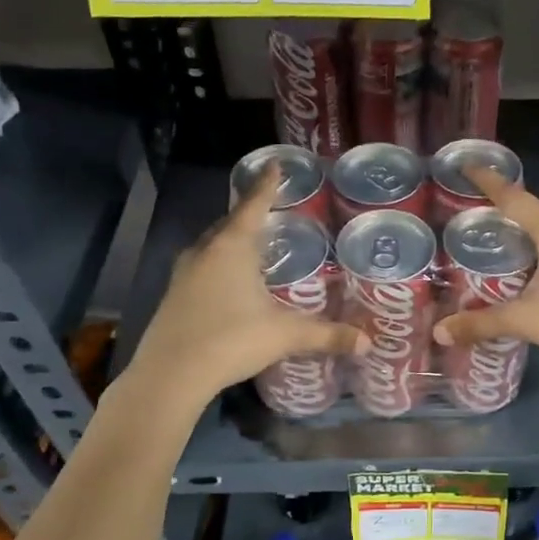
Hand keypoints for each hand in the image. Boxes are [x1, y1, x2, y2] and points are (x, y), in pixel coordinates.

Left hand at [131, 164, 364, 404]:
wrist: (170, 375)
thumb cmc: (231, 340)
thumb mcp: (285, 336)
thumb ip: (327, 335)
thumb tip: (368, 343)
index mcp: (233, 247)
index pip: (254, 205)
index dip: (268, 184)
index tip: (274, 164)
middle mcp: (205, 251)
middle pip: (230, 223)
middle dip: (250, 214)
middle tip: (272, 211)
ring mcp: (184, 272)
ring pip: (212, 245)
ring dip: (232, 240)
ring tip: (254, 245)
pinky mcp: (173, 295)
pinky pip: (202, 266)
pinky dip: (219, 264)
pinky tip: (231, 282)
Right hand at [432, 166, 538, 369]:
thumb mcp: (526, 321)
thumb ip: (482, 323)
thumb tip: (440, 332)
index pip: (515, 198)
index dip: (489, 182)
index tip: (469, 165)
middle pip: (537, 215)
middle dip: (512, 218)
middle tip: (485, 226)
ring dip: (536, 240)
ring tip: (512, 254)